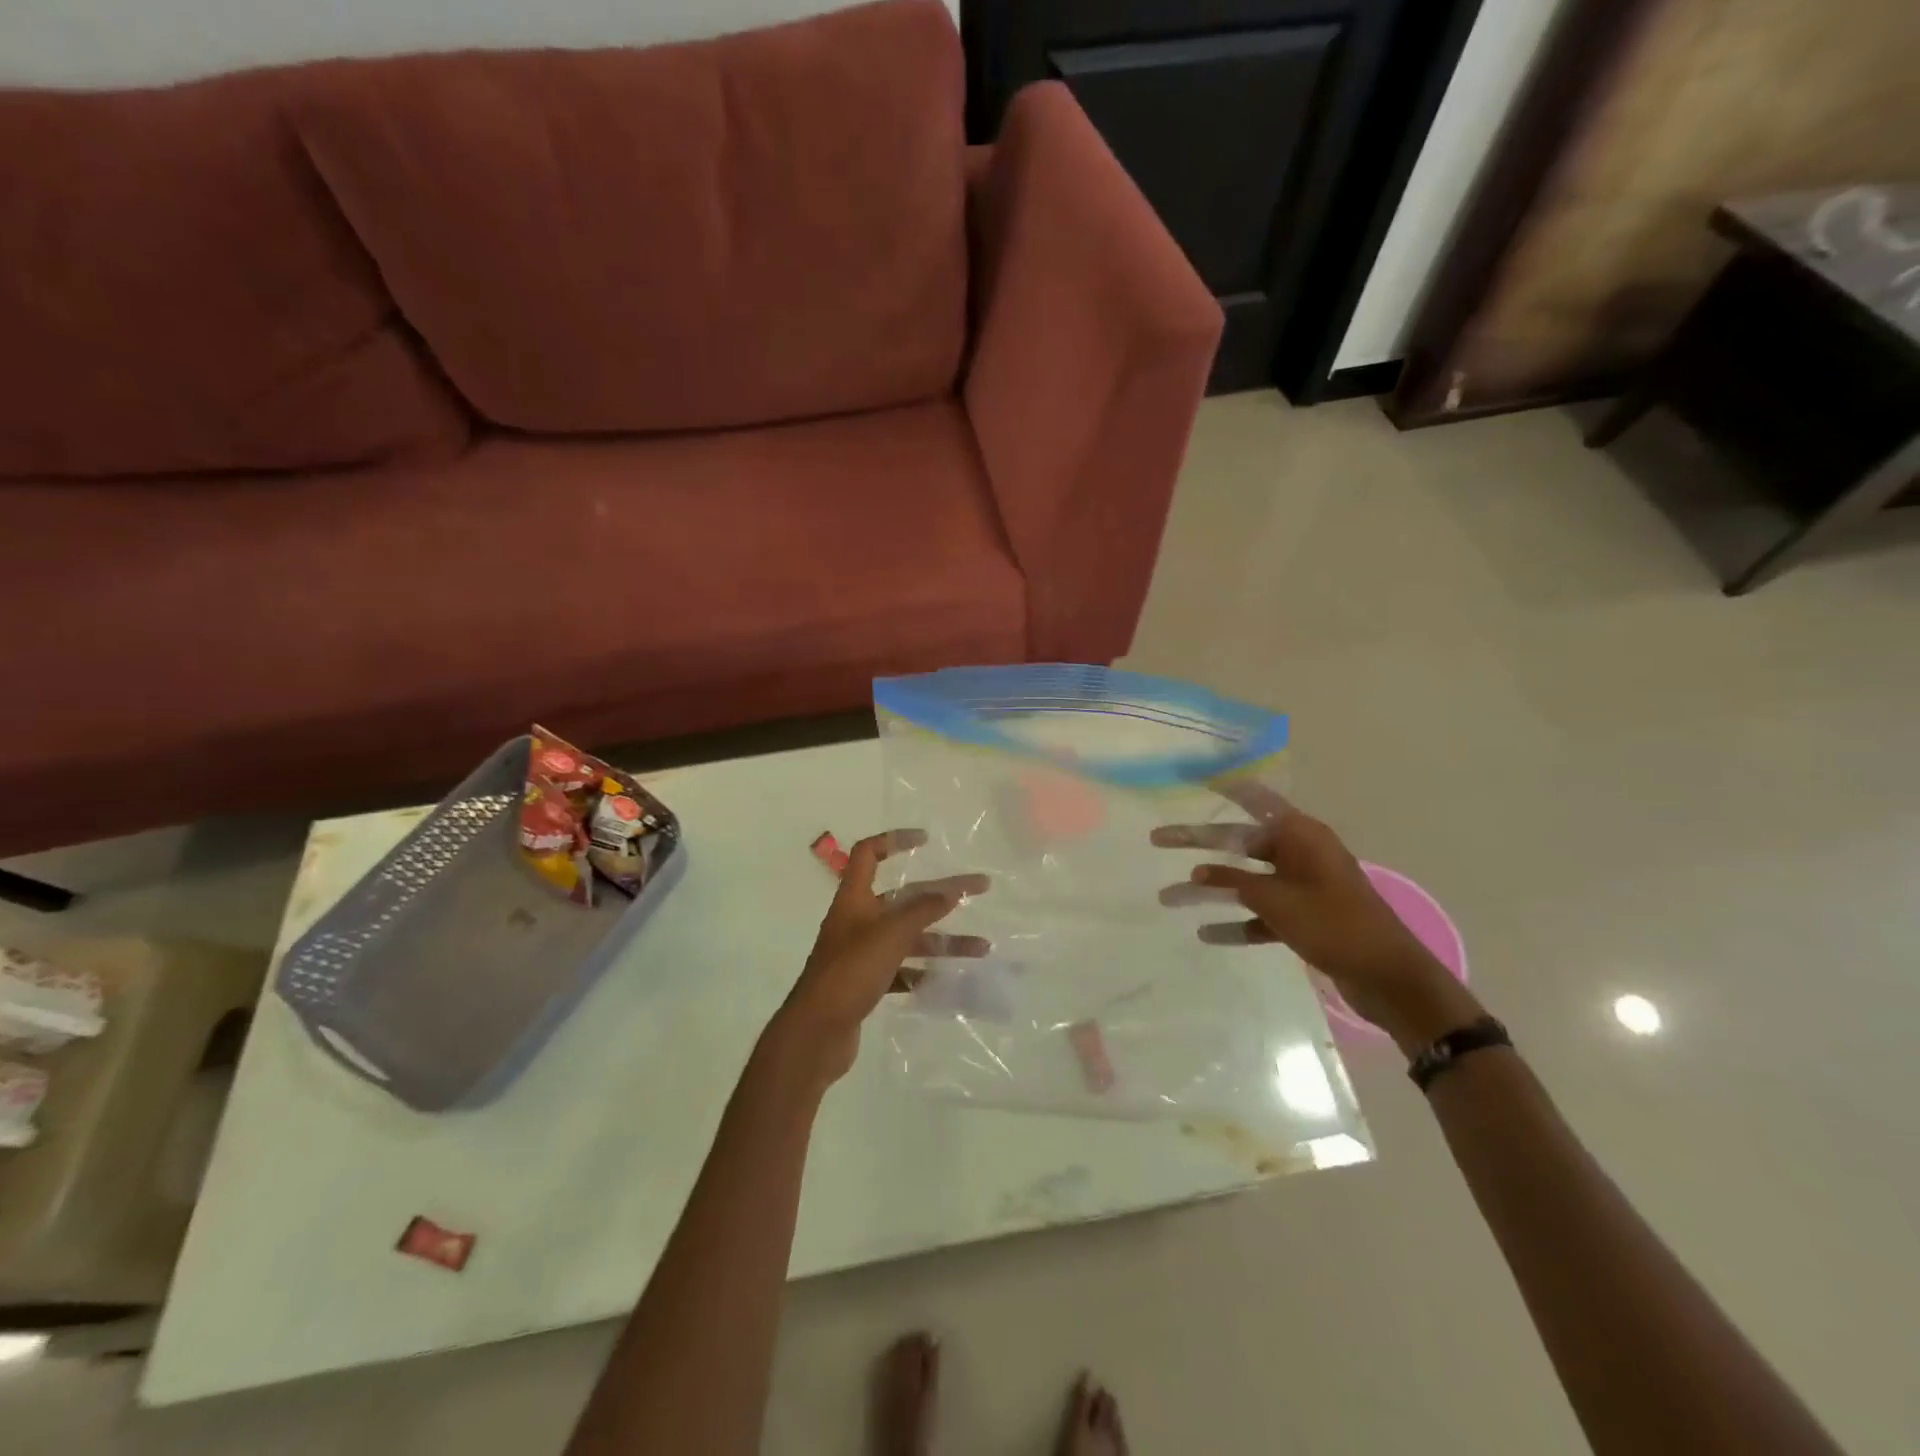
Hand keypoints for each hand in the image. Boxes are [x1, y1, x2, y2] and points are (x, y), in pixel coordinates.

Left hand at [771, 830, 988, 1086]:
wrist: (815, 1034)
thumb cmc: (849, 973)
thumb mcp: (889, 935)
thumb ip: (921, 911)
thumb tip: (950, 892)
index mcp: (854, 899)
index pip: (868, 854)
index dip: (894, 840)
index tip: (926, 840)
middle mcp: (857, 921)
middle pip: (904, 898)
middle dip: (942, 894)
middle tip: (980, 889)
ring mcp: (861, 954)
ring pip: (908, 938)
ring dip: (943, 940)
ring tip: (982, 949)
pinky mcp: (866, 983)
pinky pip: (903, 970)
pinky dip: (925, 972)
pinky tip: (951, 980)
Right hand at [1153, 781, 1480, 1051]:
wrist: (1390, 977)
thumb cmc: (1335, 925)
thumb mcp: (1278, 900)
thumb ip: (1236, 882)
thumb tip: (1200, 872)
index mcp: (1300, 835)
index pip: (1255, 800)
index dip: (1224, 786)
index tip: (1193, 776)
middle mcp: (1299, 853)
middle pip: (1239, 841)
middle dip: (1198, 842)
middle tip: (1158, 838)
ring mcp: (1302, 886)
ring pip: (1245, 880)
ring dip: (1211, 889)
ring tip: (1168, 898)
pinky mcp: (1304, 916)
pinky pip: (1261, 912)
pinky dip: (1237, 922)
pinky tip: (1207, 934)